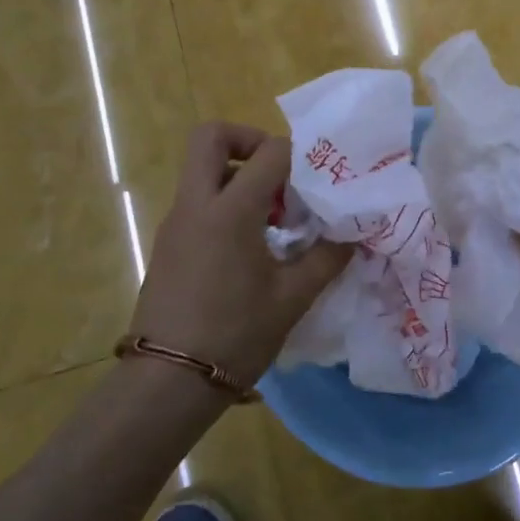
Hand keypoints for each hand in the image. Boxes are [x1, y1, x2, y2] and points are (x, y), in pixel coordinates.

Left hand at [130, 122, 353, 385]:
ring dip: (238, 176)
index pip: (269, 152)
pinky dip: (225, 204)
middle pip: (210, 137)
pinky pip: (197, 201)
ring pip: (201, 170)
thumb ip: (326, 258)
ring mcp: (175, 223)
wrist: (168, 383)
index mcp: (229, 210)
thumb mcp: (292, 298)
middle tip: (279, 174)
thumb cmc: (235, 335)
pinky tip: (251, 247)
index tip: (319, 180)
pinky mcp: (168, 244)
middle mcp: (196, 204)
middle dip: (248, 140)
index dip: (299, 155)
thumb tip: (352, 236)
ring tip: (273, 218)